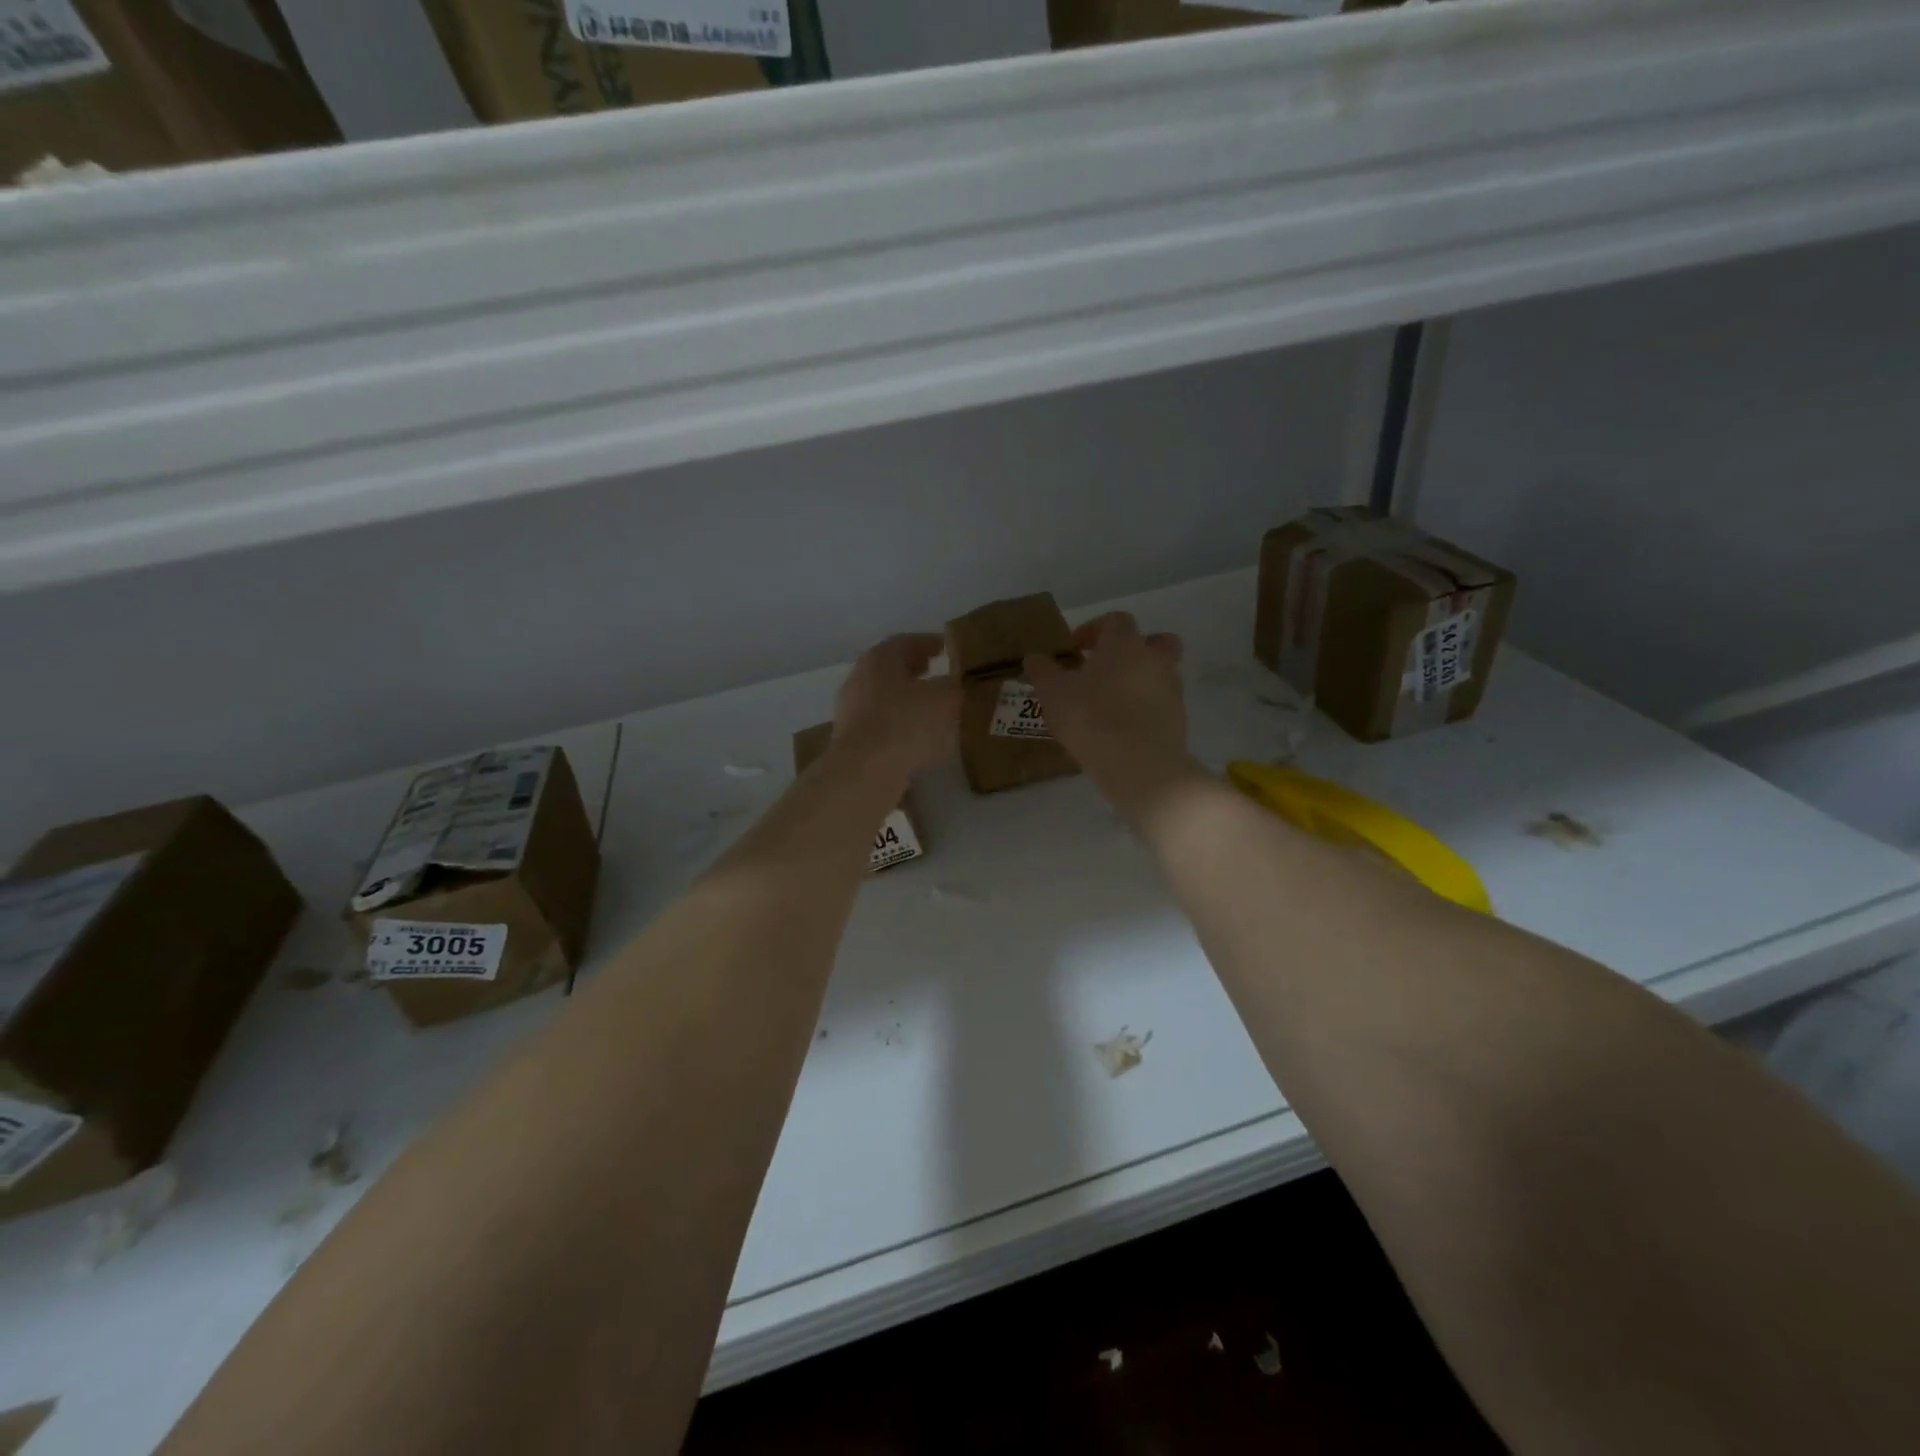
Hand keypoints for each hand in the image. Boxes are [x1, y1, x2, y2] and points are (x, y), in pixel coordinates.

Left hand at [833, 633, 960, 775]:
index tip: (948, 649)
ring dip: (908, 702)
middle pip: (892, 669)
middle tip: (940, 676)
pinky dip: (900, 727)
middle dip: (917, 672)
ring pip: (885, 699)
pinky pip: (881, 726)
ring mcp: (850, 711)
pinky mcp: (850, 741)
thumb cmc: (906, 723)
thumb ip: (956, 687)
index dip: (930, 644)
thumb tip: (959, 685)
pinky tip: (918, 740)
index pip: (907, 641)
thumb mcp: (946, 699)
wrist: (865, 772)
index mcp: (880, 658)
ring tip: (934, 711)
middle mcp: (860, 678)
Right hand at [1023, 613, 1193, 818]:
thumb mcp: (1053, 693)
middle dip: (1134, 649)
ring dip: (1141, 680)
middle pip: (1155, 641)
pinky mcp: (1179, 719)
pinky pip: (1162, 704)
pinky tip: (1125, 728)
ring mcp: (1171, 689)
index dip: (1094, 629)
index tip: (1075, 649)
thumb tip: (1034, 657)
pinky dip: (1147, 708)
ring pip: (1161, 673)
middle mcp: (1154, 659)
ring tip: (1114, 703)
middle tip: (1108, 668)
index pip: (1115, 620)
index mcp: (1124, 644)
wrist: (1138, 764)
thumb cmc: (1091, 718)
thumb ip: (1042, 671)